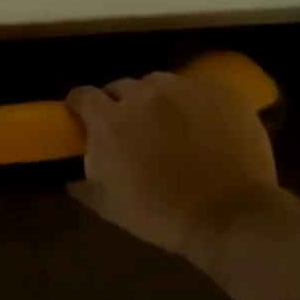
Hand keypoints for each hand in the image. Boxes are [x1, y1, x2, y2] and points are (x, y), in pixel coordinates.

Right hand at [66, 71, 277, 257]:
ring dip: (156, 99)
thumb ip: (84, 185)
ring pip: (159, 83)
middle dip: (120, 103)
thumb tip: (71, 179)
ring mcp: (184, 88)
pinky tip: (202, 124)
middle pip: (121, 86)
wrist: (228, 215)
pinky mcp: (219, 91)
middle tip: (130, 127)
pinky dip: (192, 102)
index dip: (80, 105)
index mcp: (109, 121)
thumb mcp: (109, 206)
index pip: (82, 95)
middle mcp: (143, 95)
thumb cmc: (160, 214)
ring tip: (168, 122)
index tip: (83, 116)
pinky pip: (197, 88)